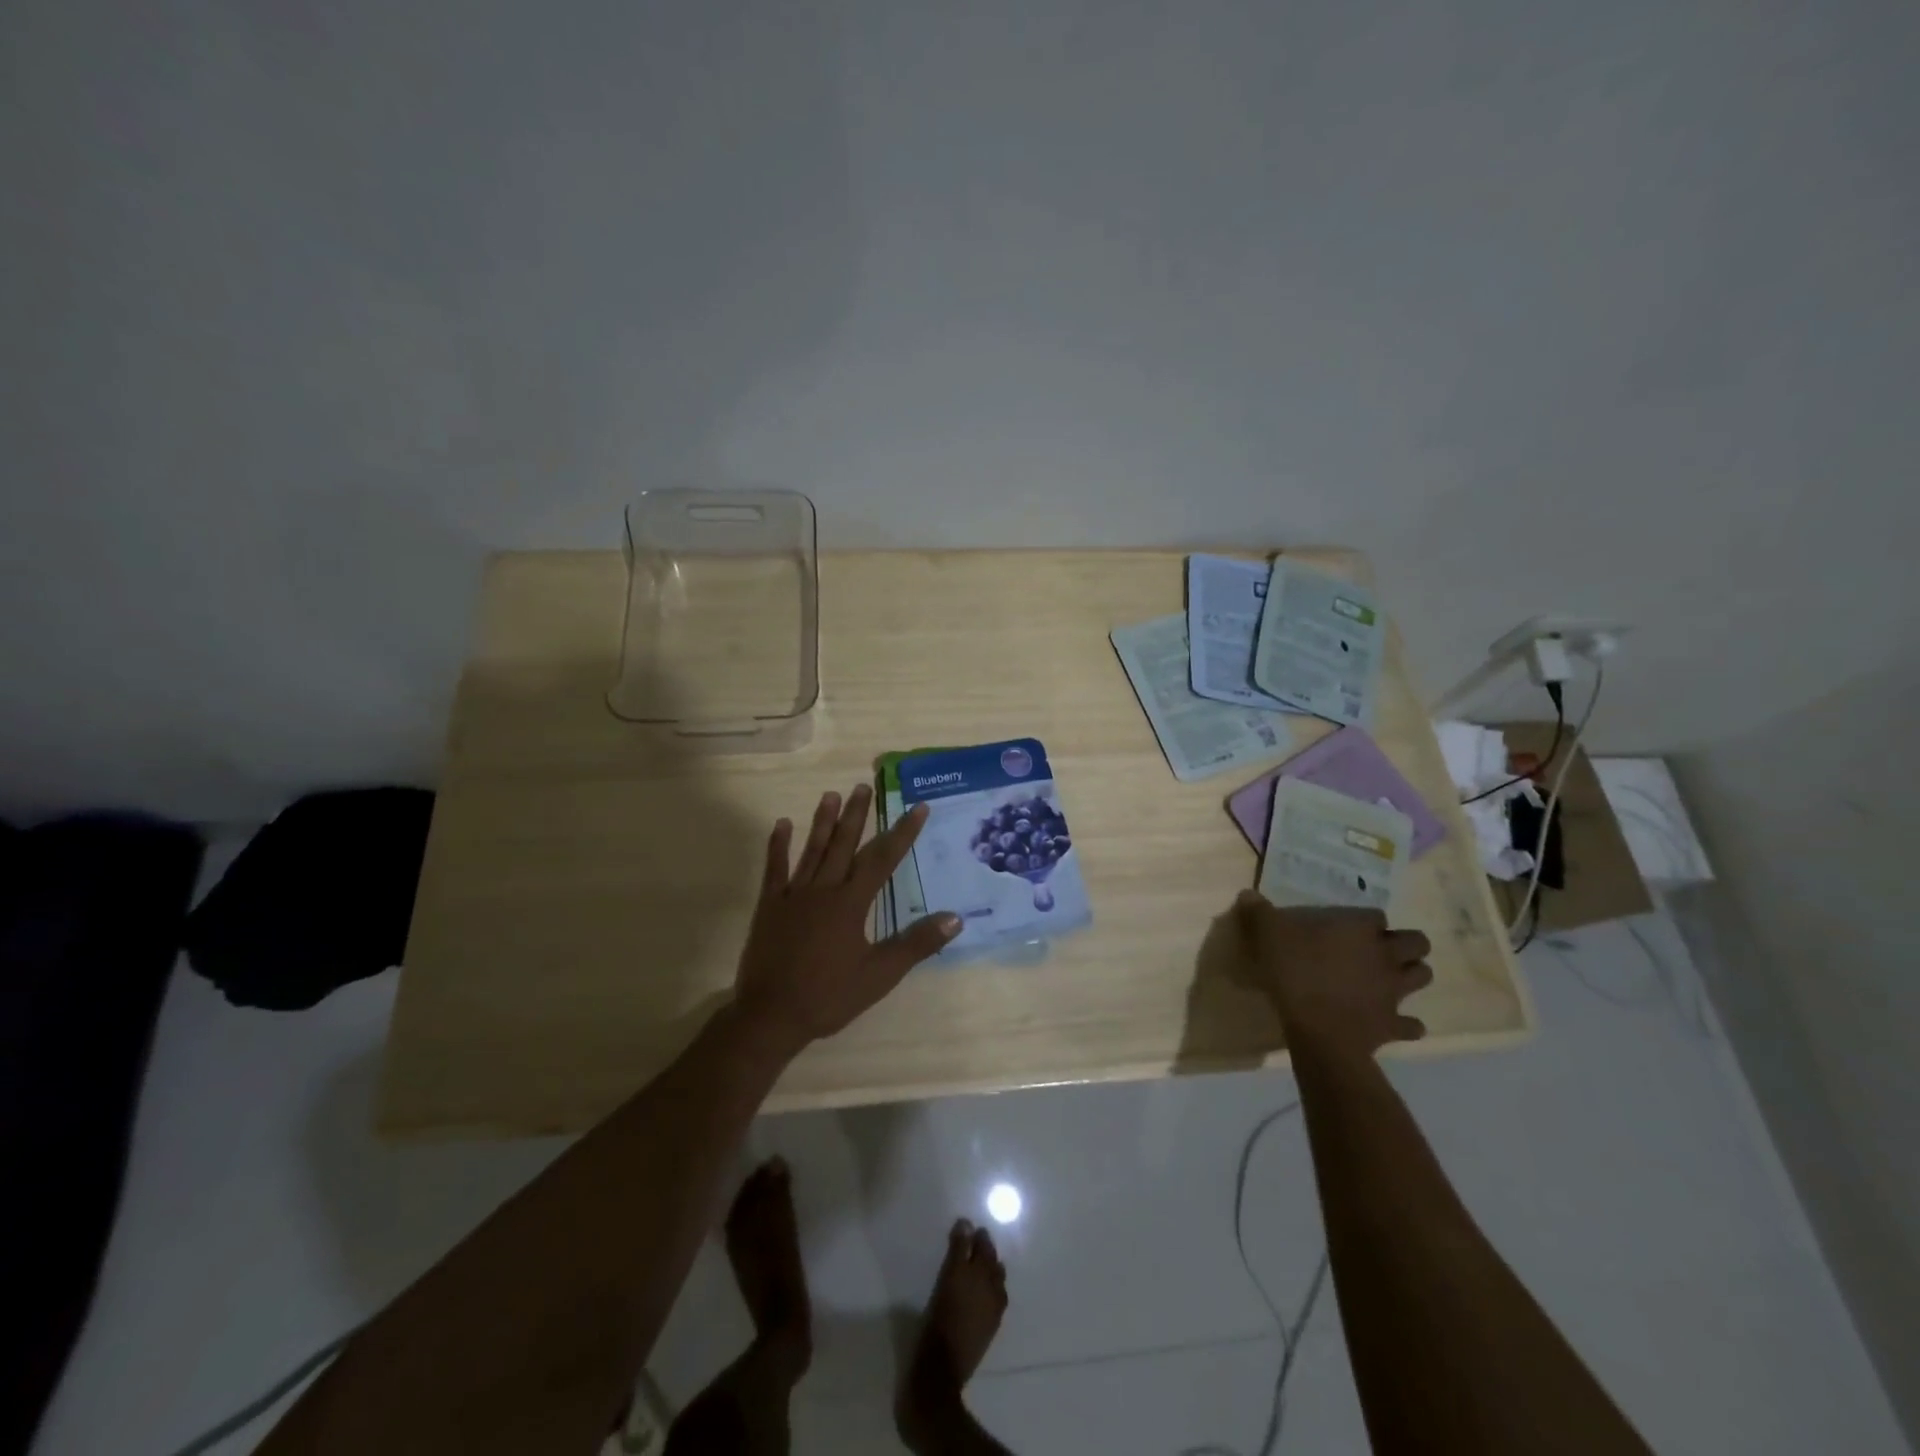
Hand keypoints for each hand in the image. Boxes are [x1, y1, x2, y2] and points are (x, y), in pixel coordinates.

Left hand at [732, 785, 960, 1051]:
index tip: (917, 808)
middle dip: (857, 815)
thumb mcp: (880, 975)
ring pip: (812, 850)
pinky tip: (782, 825)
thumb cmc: (829, 996)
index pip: (883, 860)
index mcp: (851, 903)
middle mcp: (823, 890)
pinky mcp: (770, 906)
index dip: (902, 833)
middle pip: (844, 845)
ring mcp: (793, 895)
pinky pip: (775, 869)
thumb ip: (916, 944)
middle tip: (864, 785)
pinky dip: (778, 846)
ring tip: (831, 794)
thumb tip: (955, 919)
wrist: (771, 1016)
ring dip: (823, 822)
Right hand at [1231, 891, 1432, 1061]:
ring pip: (1423, 977)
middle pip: (1418, 942)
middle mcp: (1385, 956)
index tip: (1351, 926)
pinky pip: (1412, 1025)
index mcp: (1359, 931)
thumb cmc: (1295, 974)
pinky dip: (1407, 1024)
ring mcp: (1394, 992)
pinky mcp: (1394, 1025)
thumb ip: (1259, 913)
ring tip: (1390, 979)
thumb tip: (1248, 894)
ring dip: (1412, 976)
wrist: (1319, 1032)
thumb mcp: (1267, 935)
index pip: (1376, 916)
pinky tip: (1393, 1022)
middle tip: (1382, 950)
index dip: (1367, 921)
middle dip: (1406, 945)